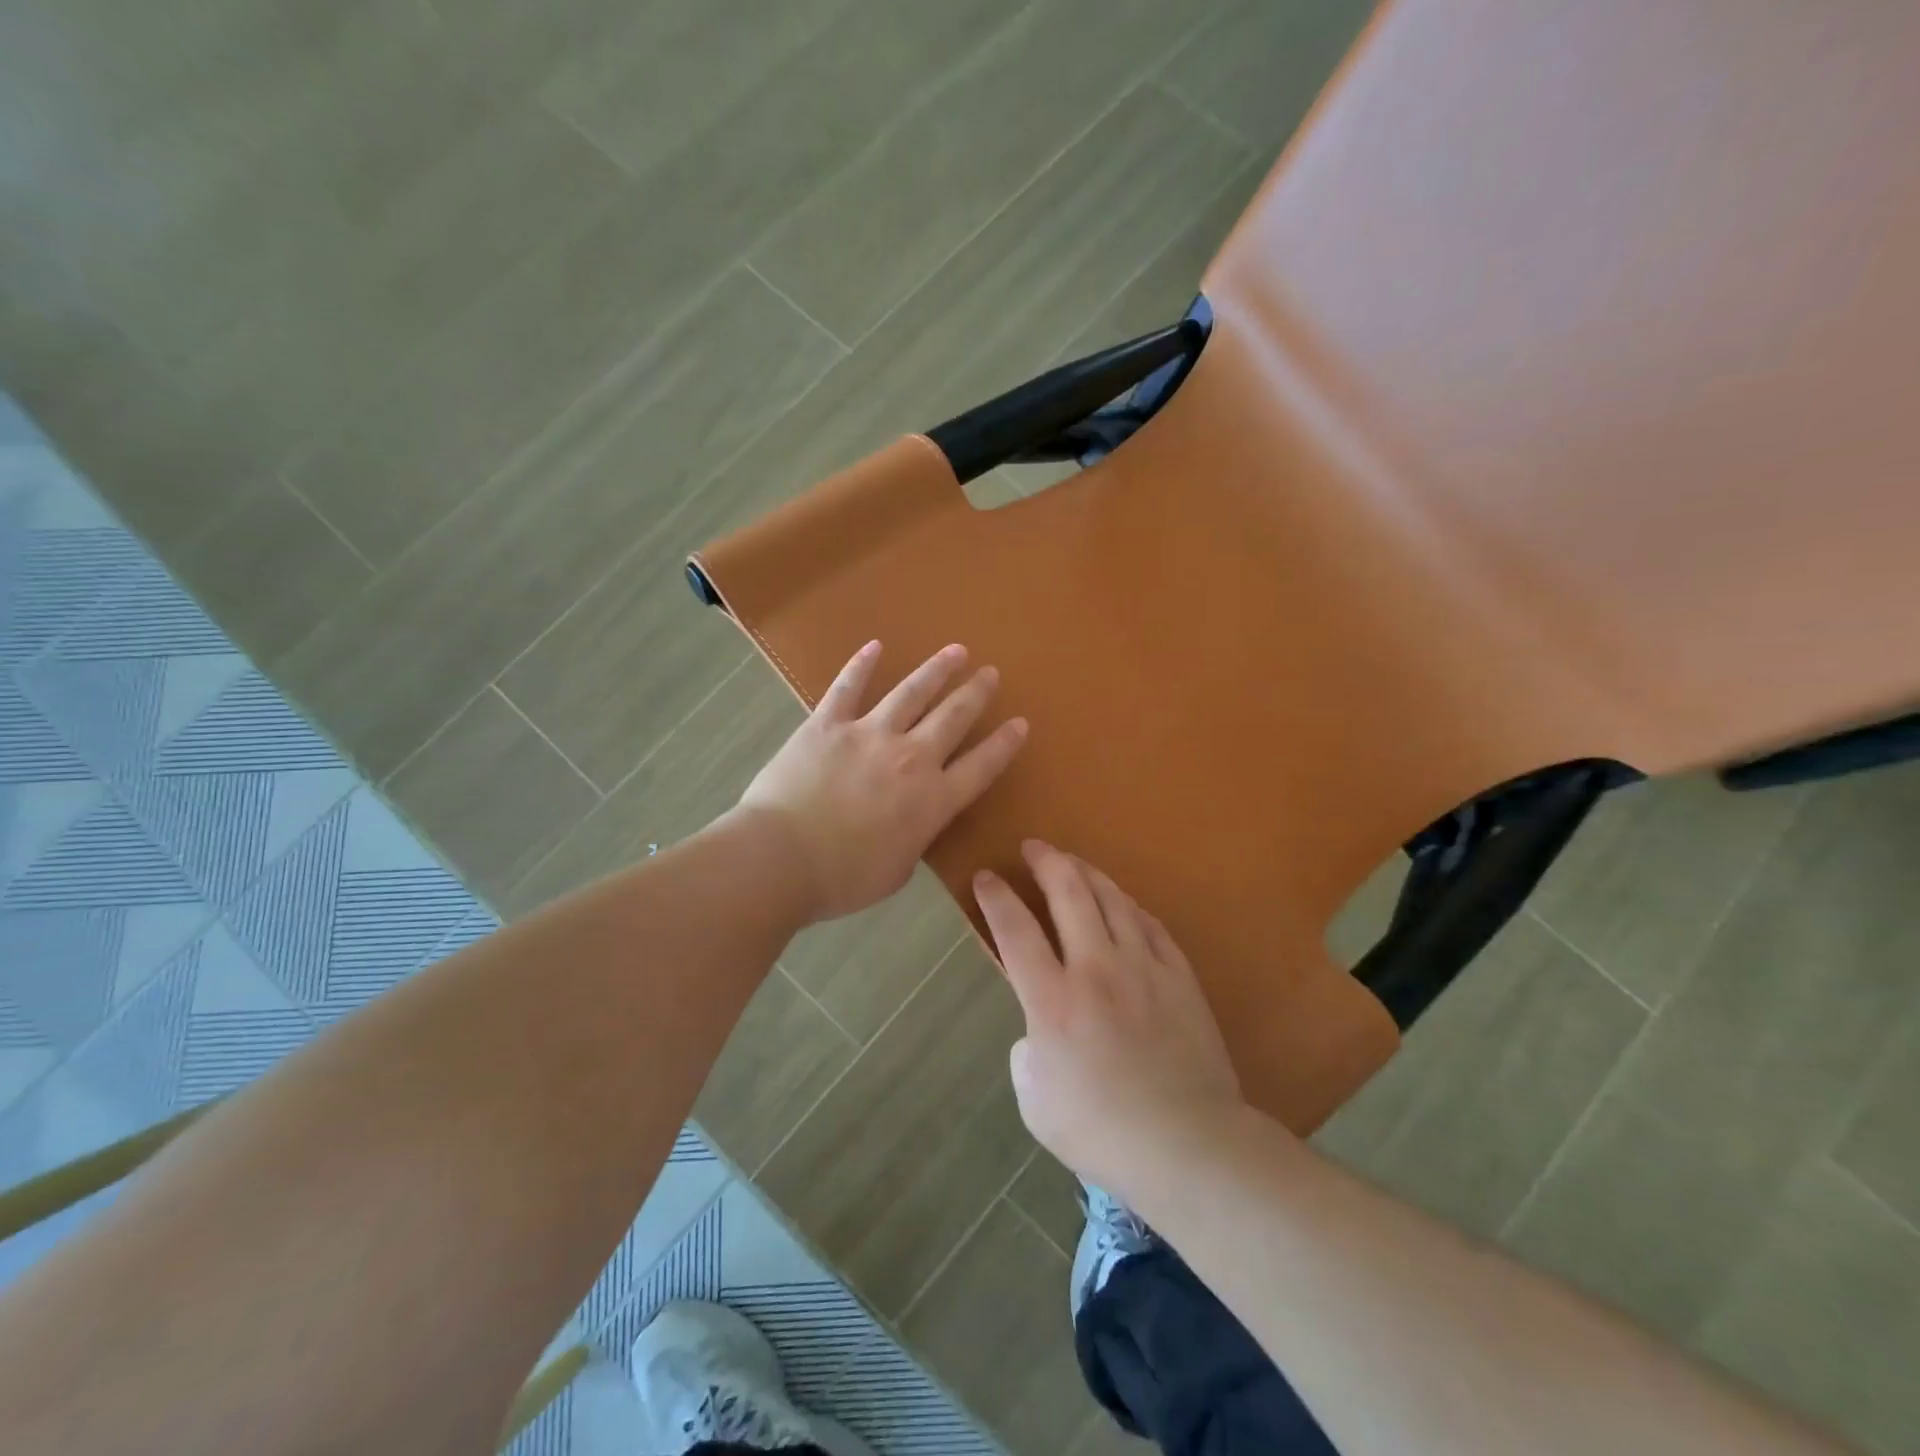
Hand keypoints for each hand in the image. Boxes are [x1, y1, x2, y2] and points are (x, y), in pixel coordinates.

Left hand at [740, 642, 1027, 920]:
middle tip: (991, 673)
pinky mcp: (828, 724)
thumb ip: (914, 840)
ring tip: (955, 651)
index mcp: (932, 801)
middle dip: (976, 693)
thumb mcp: (897, 872)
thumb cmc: (842, 879)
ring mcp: (869, 734)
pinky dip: (862, 665)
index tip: (1020, 722)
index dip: (1004, 744)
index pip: (981, 766)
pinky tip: (875, 646)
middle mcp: (910, 758)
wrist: (781, 859)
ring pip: (912, 693)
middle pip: (953, 717)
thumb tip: (914, 824)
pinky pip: (848, 687)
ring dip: (937, 670)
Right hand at [975, 841, 1243, 1194]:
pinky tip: (1121, 902)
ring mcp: (1142, 967)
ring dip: (1087, 873)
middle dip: (1046, 862)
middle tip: (1033, 847)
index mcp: (1052, 1001)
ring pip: (1112, 900)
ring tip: (1072, 862)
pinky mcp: (1179, 975)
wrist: (1188, 1143)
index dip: (995, 897)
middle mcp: (1095, 969)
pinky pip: (1150, 924)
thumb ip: (1027, 1052)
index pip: (1015, 930)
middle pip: (1068, 894)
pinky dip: (1128, 906)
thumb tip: (1040, 1031)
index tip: (985, 876)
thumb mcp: (1034, 1101)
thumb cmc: (1101, 1131)